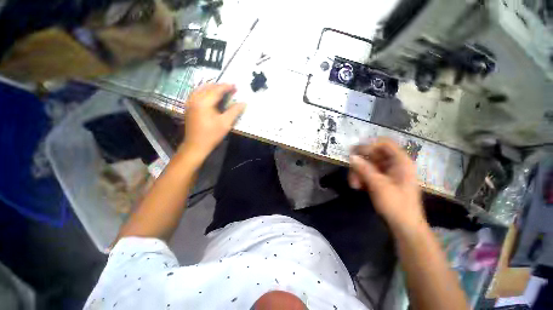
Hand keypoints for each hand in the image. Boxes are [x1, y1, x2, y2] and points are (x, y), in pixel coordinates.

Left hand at [181, 83, 245, 160]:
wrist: (196, 145)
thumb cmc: (212, 135)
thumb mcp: (226, 123)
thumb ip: (234, 111)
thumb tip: (243, 103)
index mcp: (204, 102)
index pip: (216, 90)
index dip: (227, 87)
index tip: (235, 86)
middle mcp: (195, 99)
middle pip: (208, 87)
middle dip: (220, 86)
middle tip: (230, 88)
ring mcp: (190, 103)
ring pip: (201, 89)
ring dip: (212, 87)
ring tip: (221, 89)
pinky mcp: (189, 107)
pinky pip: (196, 94)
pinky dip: (205, 91)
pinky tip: (209, 95)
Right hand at [348, 138, 424, 229]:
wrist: (404, 226)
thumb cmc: (396, 204)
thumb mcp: (378, 185)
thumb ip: (364, 169)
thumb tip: (351, 156)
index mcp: (401, 162)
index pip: (384, 143)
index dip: (369, 145)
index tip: (355, 152)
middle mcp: (395, 164)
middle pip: (373, 155)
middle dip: (360, 163)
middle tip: (351, 172)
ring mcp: (388, 173)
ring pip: (368, 165)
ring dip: (359, 172)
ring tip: (354, 184)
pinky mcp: (383, 180)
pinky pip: (369, 173)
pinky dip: (362, 178)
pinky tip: (358, 187)